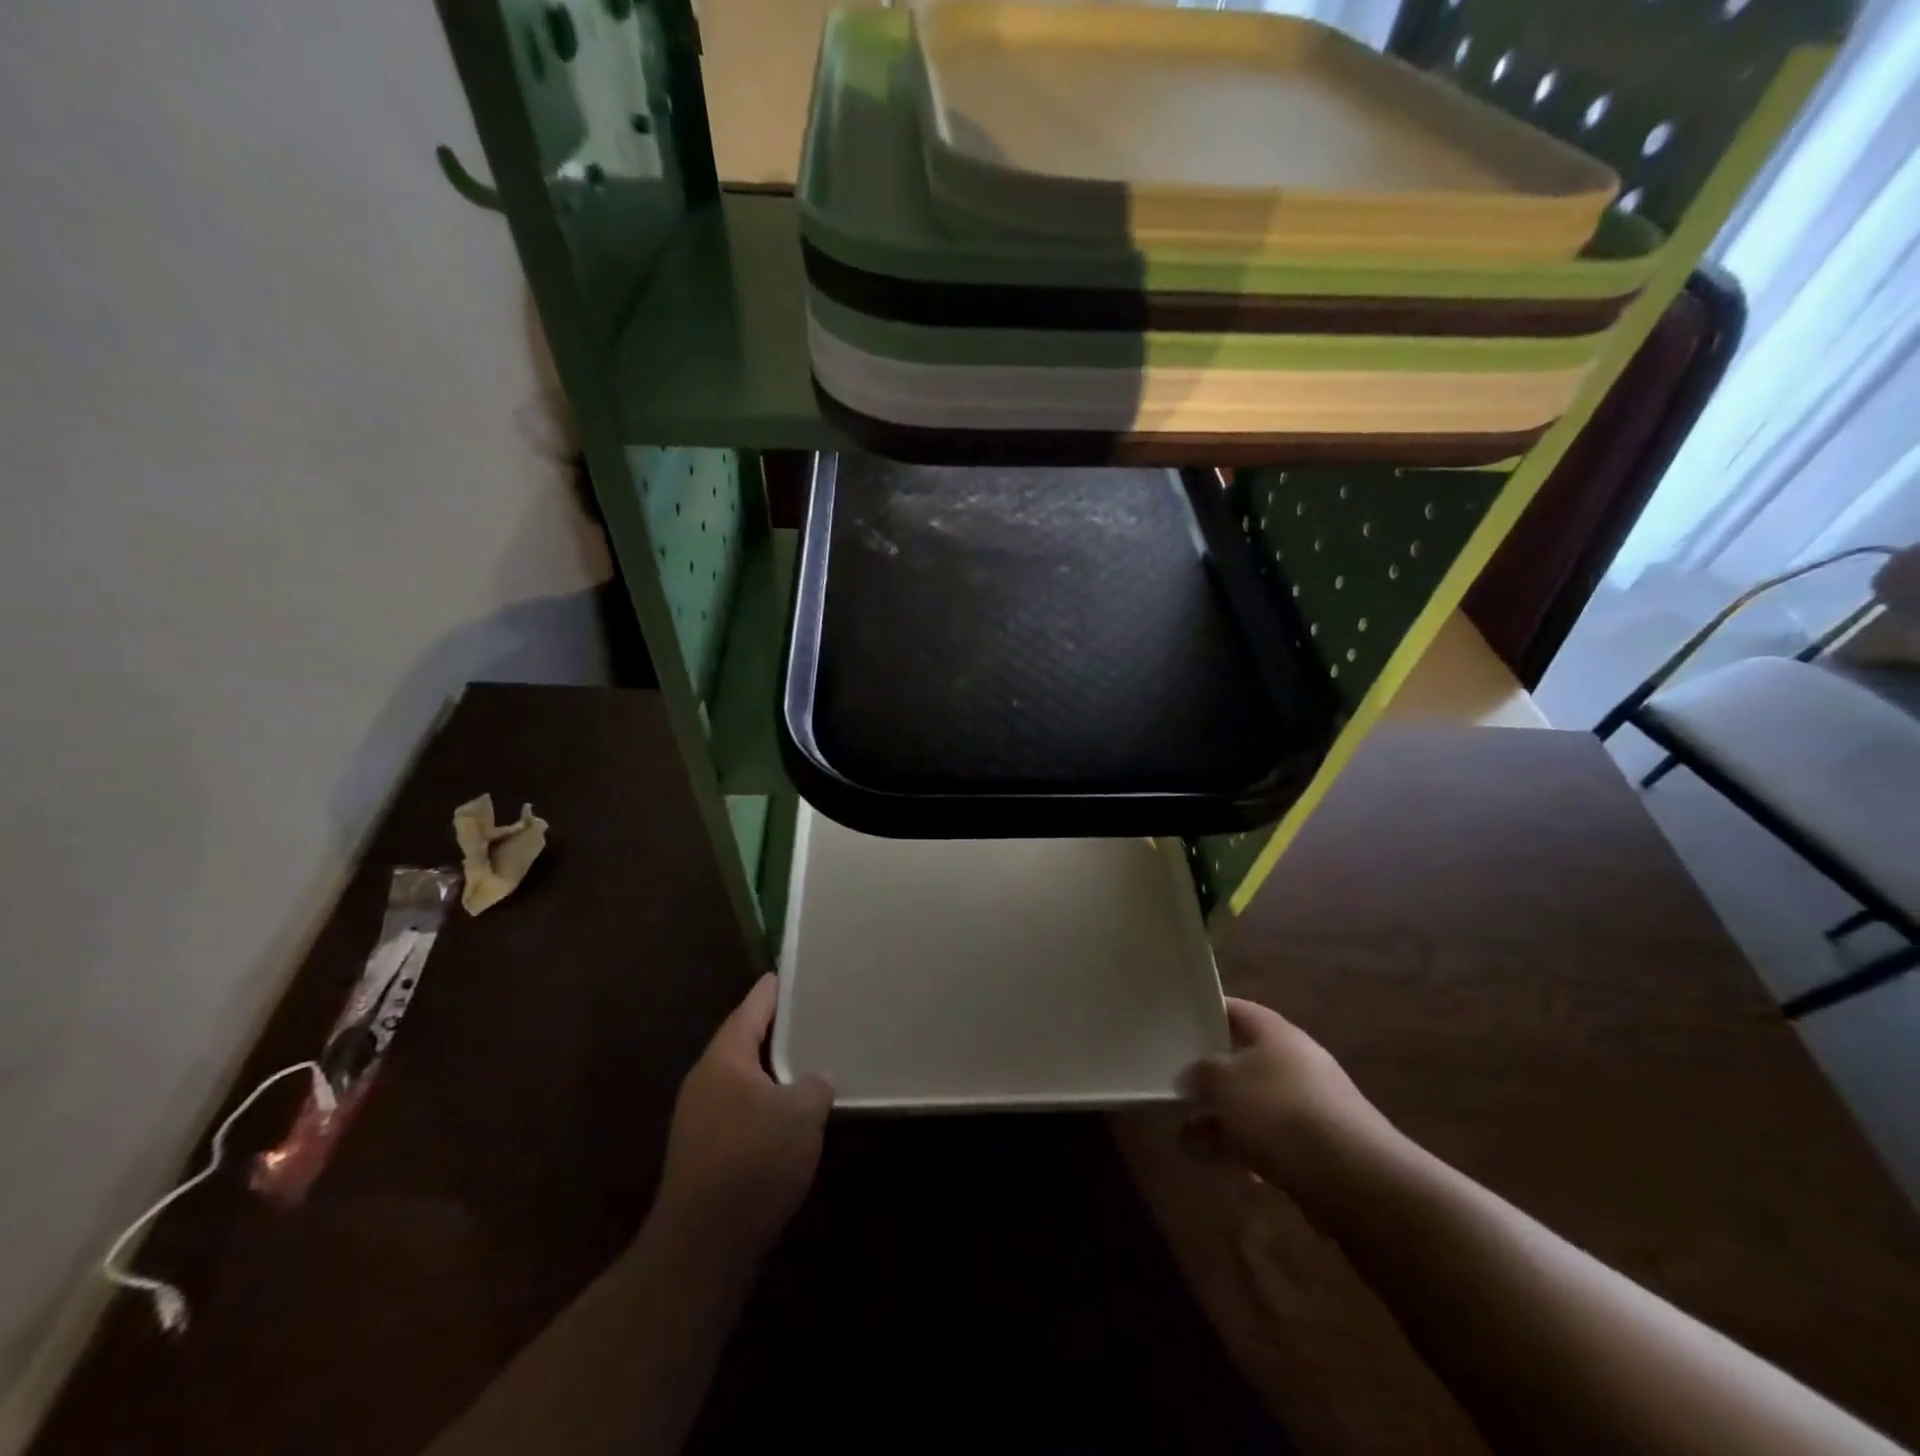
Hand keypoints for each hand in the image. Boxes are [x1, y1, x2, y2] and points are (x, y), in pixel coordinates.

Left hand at [654, 975, 832, 1261]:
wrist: (703, 1247)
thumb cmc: (753, 1161)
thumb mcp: (801, 1113)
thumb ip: (815, 1084)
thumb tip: (815, 1081)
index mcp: (724, 1060)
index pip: (750, 1010)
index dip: (770, 991)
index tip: (786, 972)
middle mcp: (705, 1082)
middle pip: (743, 1043)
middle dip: (775, 1030)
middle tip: (809, 1014)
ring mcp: (700, 1120)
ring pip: (743, 1080)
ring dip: (773, 1071)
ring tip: (809, 1060)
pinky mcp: (705, 1154)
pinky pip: (741, 1111)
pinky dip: (766, 1103)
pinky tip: (791, 1115)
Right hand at [1178, 997, 1399, 1194]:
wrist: (1354, 1180)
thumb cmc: (1280, 1111)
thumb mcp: (1224, 1082)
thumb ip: (1201, 1073)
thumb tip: (1190, 1074)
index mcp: (1277, 1034)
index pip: (1238, 1011)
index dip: (1209, 1012)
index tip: (1180, 1022)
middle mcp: (1297, 1064)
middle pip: (1245, 1061)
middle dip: (1211, 1079)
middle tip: (1176, 1087)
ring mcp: (1311, 1108)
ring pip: (1255, 1107)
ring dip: (1222, 1122)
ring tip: (1186, 1140)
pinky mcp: (1319, 1151)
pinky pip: (1272, 1142)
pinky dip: (1247, 1151)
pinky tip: (1225, 1168)